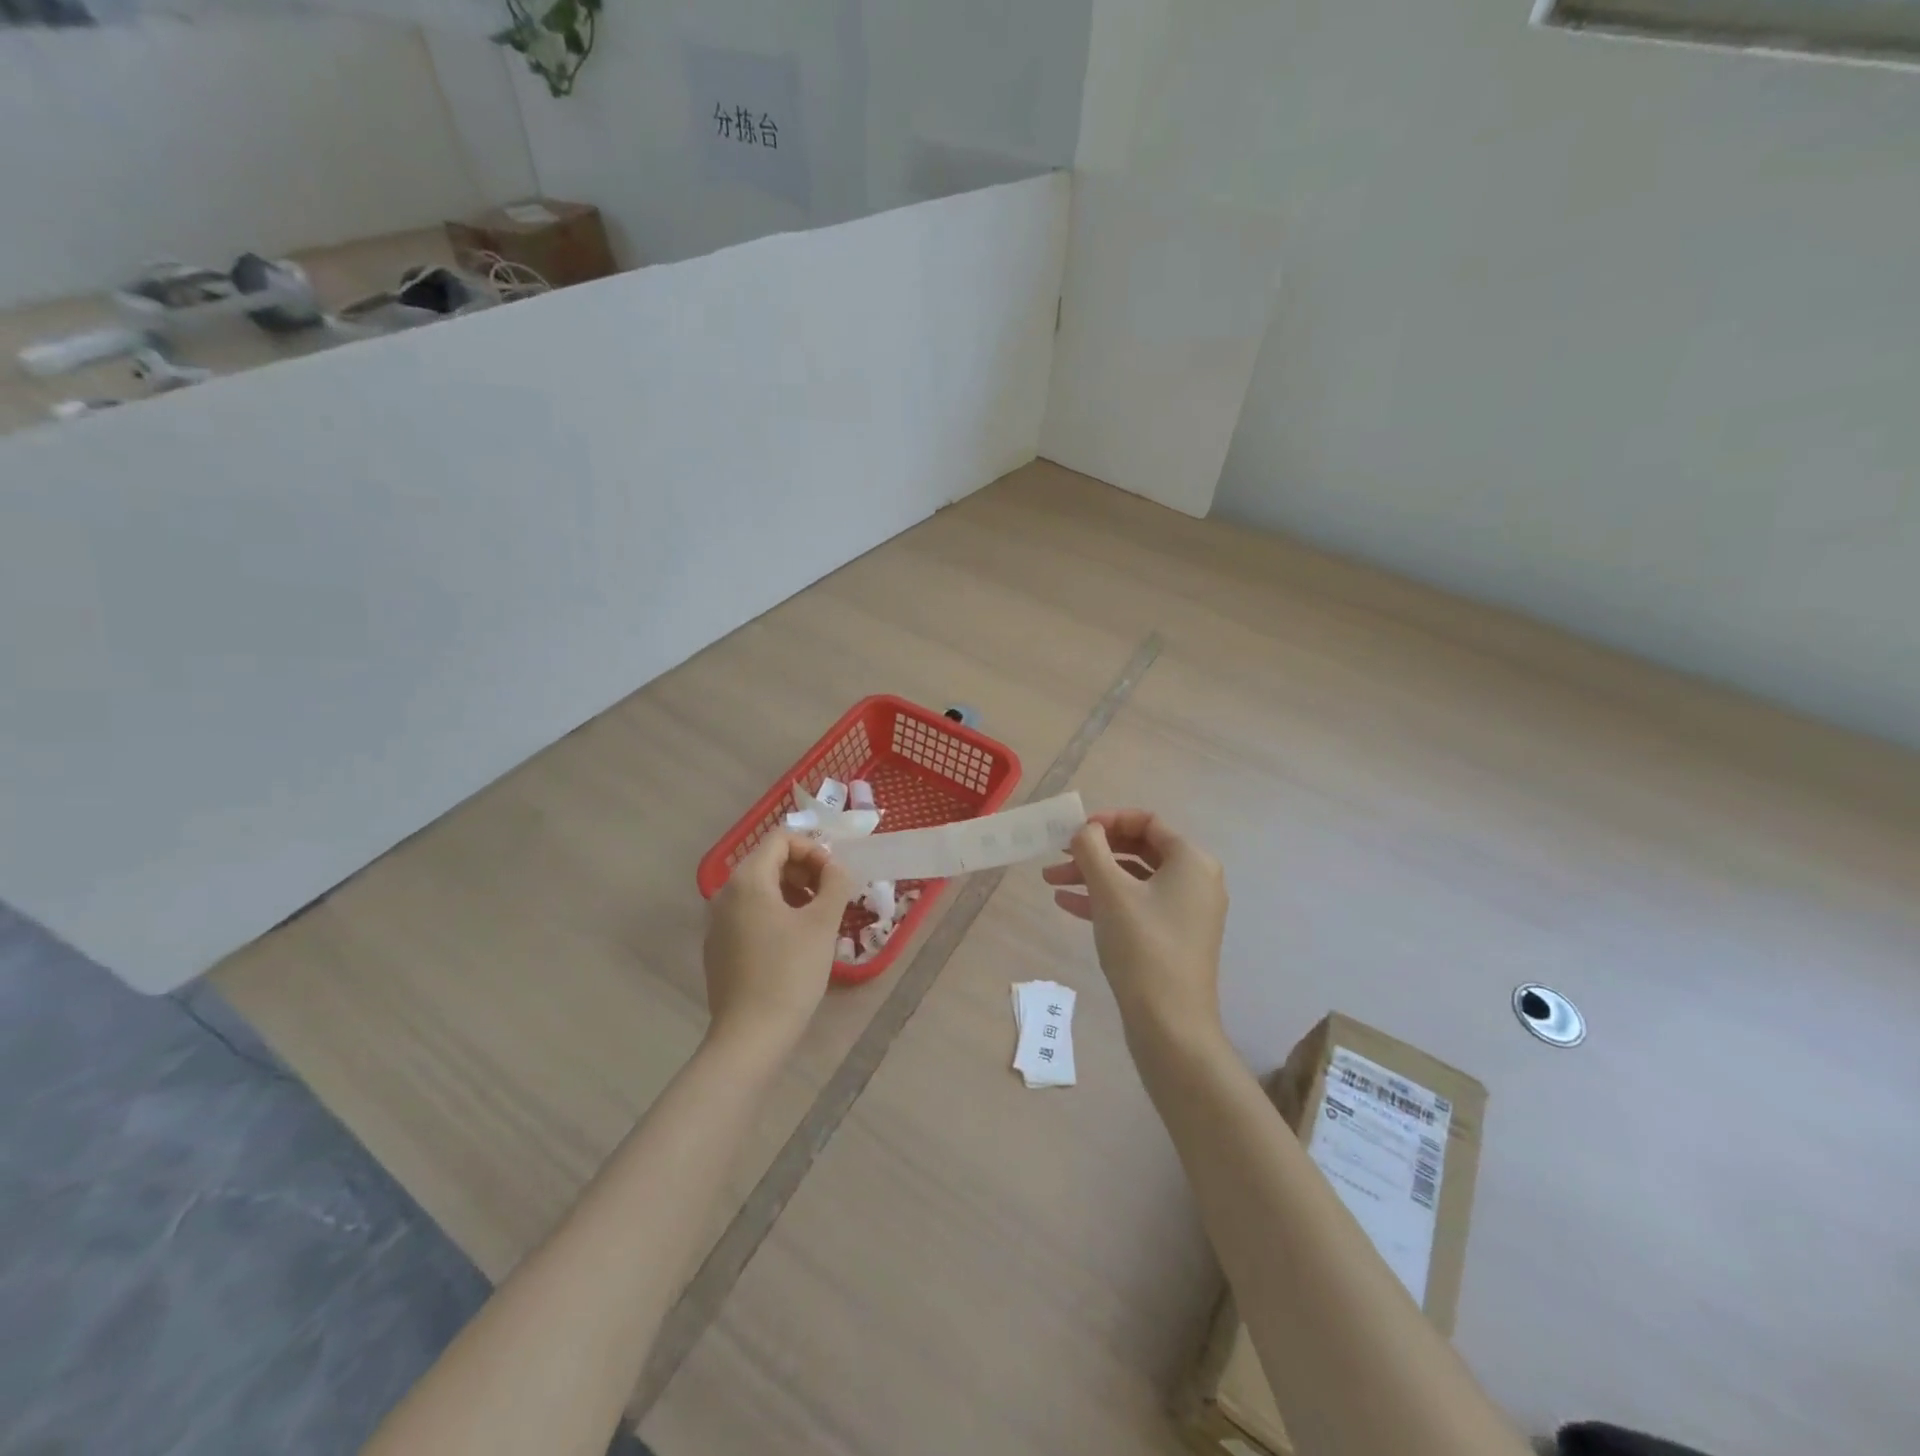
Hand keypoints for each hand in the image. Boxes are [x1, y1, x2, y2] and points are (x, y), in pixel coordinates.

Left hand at [704, 831, 853, 1049]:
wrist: (750, 1036)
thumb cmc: (790, 972)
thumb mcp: (822, 923)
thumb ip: (835, 883)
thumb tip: (836, 867)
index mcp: (747, 880)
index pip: (780, 839)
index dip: (813, 849)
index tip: (835, 876)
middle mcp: (724, 894)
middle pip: (768, 861)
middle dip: (804, 870)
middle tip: (831, 895)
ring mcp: (716, 922)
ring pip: (759, 889)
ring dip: (793, 892)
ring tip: (818, 918)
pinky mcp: (718, 947)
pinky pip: (749, 914)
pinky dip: (776, 913)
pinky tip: (795, 942)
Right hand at [1042, 809, 1227, 1038]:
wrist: (1170, 1024)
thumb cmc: (1142, 946)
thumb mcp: (1110, 891)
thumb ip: (1092, 849)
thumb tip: (1086, 830)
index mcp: (1191, 860)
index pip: (1147, 821)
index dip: (1108, 819)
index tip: (1075, 830)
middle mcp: (1195, 880)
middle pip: (1138, 848)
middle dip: (1094, 850)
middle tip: (1058, 853)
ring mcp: (1186, 911)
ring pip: (1133, 879)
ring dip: (1092, 875)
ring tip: (1051, 880)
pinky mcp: (1173, 937)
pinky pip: (1136, 904)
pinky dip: (1104, 900)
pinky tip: (1066, 904)